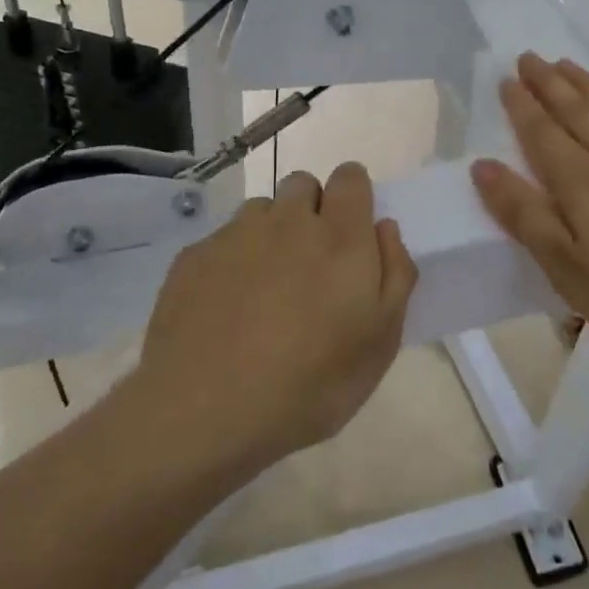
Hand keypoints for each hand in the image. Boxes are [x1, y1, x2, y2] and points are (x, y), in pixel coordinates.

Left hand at [132, 162, 417, 478]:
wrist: (205, 410)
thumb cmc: (310, 383)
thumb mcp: (380, 342)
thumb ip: (395, 274)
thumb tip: (384, 228)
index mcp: (339, 237)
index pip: (351, 177)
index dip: (354, 196)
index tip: (352, 229)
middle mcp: (286, 221)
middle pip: (303, 185)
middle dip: (312, 210)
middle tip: (312, 266)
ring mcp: (234, 235)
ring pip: (260, 211)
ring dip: (270, 234)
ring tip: (265, 289)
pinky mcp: (193, 256)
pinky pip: (222, 241)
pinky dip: (231, 261)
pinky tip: (225, 310)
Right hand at [470, 54, 588, 381]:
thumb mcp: (564, 268)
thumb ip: (523, 214)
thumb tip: (483, 165)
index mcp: (582, 182)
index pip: (542, 133)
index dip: (522, 105)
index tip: (506, 79)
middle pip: (577, 112)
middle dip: (549, 83)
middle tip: (529, 57)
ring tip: (567, 65)